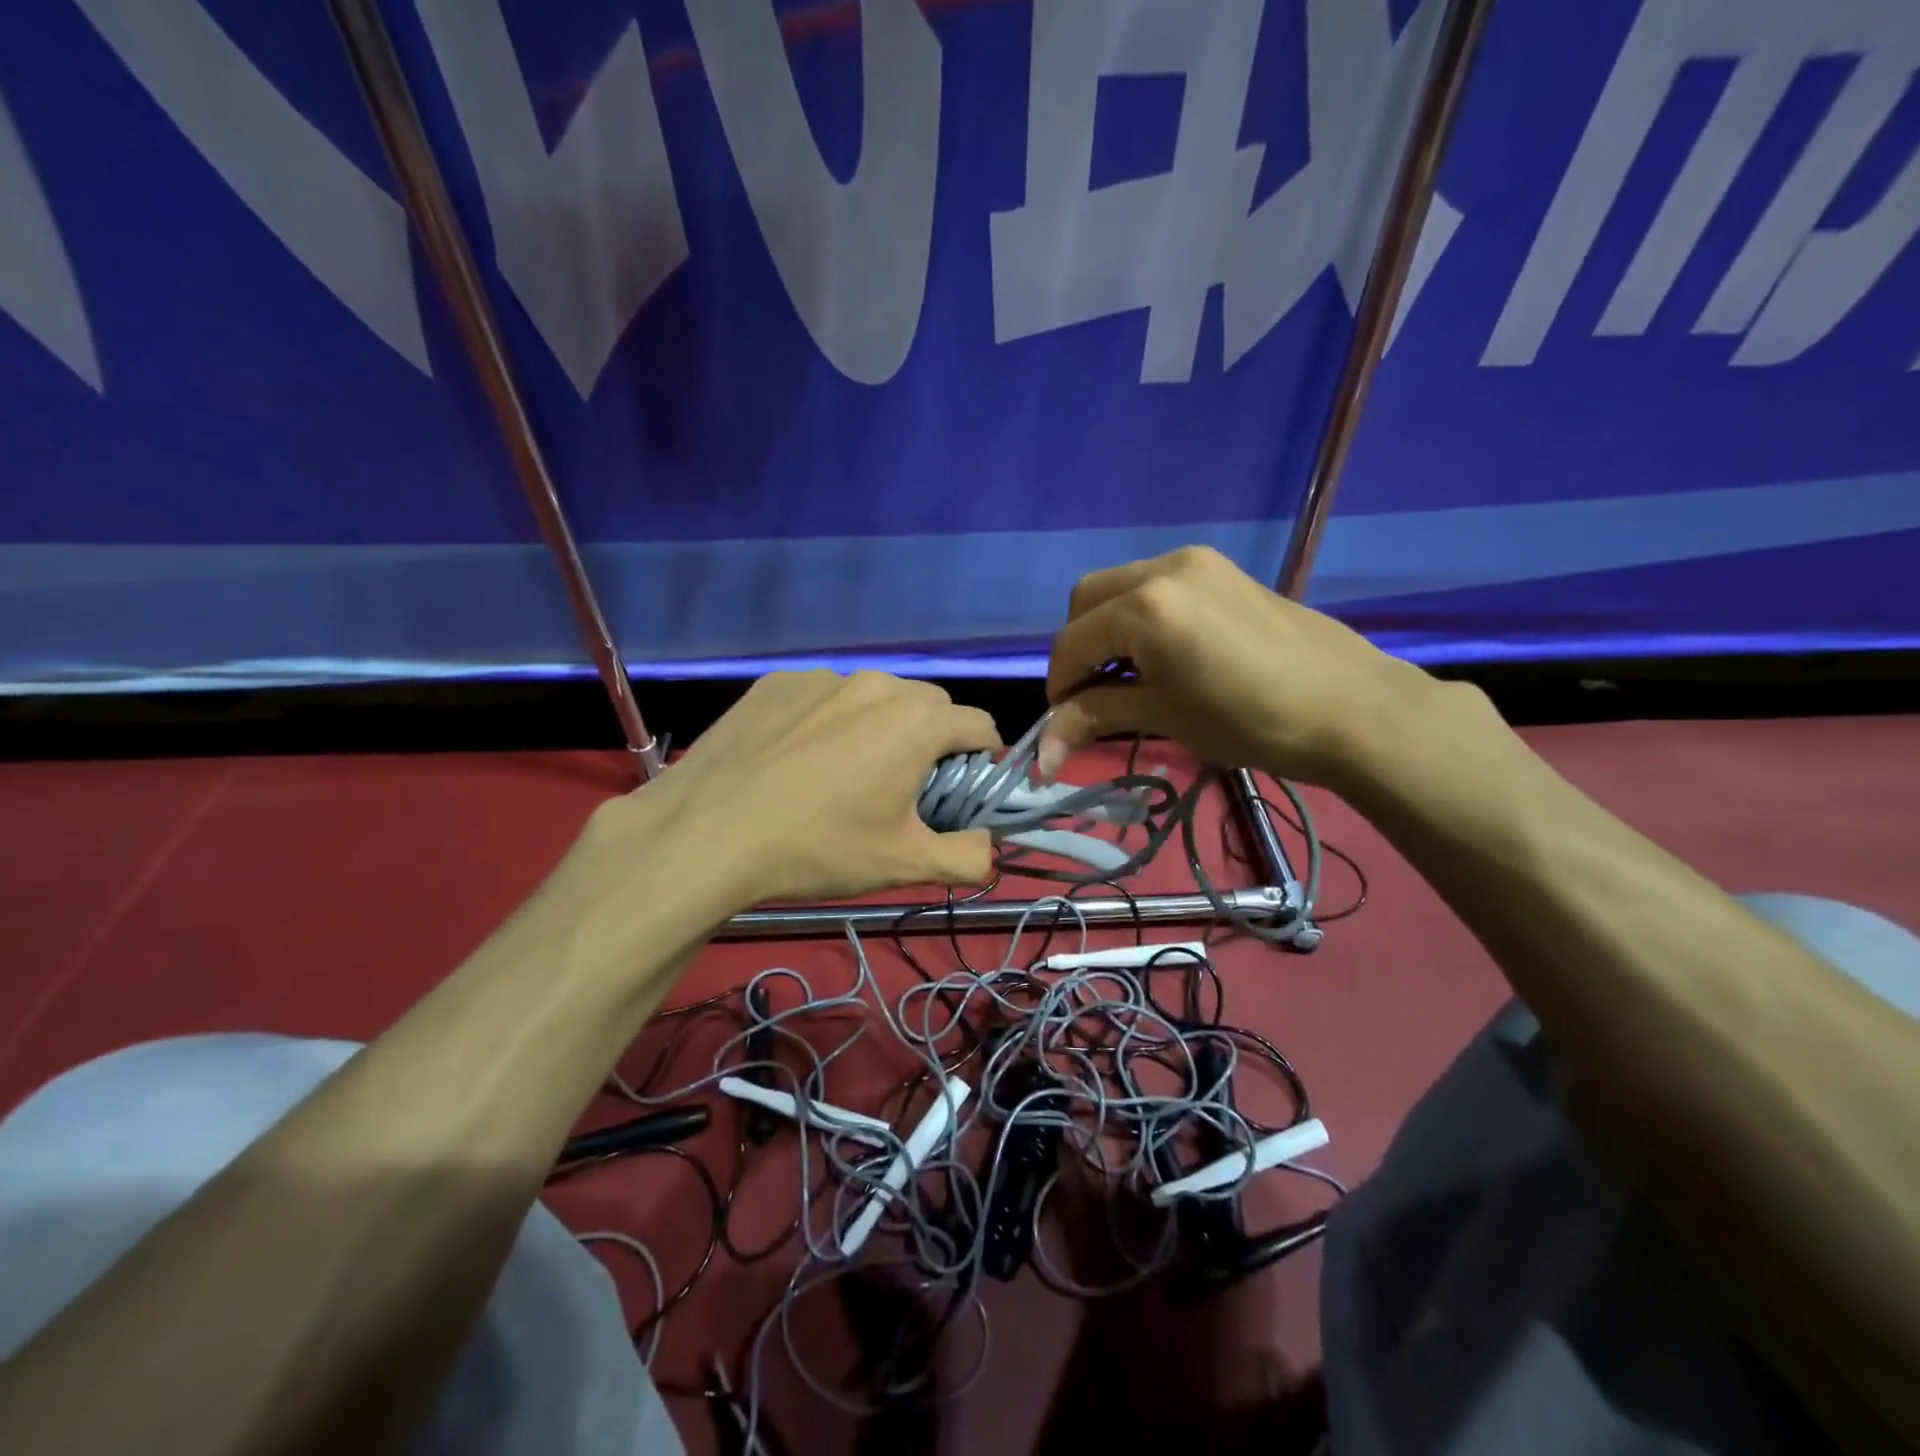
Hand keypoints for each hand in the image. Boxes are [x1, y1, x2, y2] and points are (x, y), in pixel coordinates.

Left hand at [591, 671, 1001, 906]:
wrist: (706, 835)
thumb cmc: (818, 848)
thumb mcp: (904, 864)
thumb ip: (968, 857)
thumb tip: (988, 847)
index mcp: (917, 721)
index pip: (980, 725)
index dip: (981, 761)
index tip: (959, 793)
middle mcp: (876, 684)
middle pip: (929, 707)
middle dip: (930, 742)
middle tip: (901, 788)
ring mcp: (822, 679)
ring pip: (874, 698)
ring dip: (878, 727)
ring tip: (843, 774)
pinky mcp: (776, 683)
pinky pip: (823, 697)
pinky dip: (828, 721)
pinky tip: (796, 760)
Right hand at [1039, 546, 1437, 789]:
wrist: (1353, 708)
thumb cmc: (1251, 721)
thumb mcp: (1164, 717)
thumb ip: (1095, 717)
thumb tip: (1040, 753)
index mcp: (1145, 606)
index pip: (1072, 643)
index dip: (1058, 686)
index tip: (1063, 724)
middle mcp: (1163, 568)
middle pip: (1087, 599)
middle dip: (1077, 648)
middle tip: (1091, 695)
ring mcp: (1197, 562)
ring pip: (1121, 587)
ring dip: (1107, 629)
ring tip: (1127, 676)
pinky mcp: (1222, 570)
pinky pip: (1157, 585)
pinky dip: (1140, 616)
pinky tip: (1162, 654)